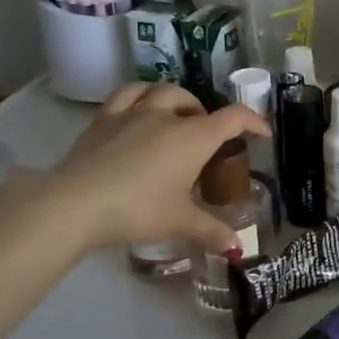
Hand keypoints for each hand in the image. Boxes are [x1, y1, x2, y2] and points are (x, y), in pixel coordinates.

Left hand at [35, 84, 268, 254]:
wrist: (76, 204)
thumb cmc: (138, 210)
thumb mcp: (179, 223)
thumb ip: (210, 231)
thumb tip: (237, 248)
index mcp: (194, 137)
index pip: (234, 117)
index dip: (253, 121)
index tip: (261, 133)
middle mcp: (167, 116)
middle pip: (194, 102)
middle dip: (205, 115)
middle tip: (205, 139)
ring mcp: (132, 113)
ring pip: (160, 90)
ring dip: (174, 99)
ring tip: (174, 116)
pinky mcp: (103, 120)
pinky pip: (126, 95)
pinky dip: (139, 97)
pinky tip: (137, 111)